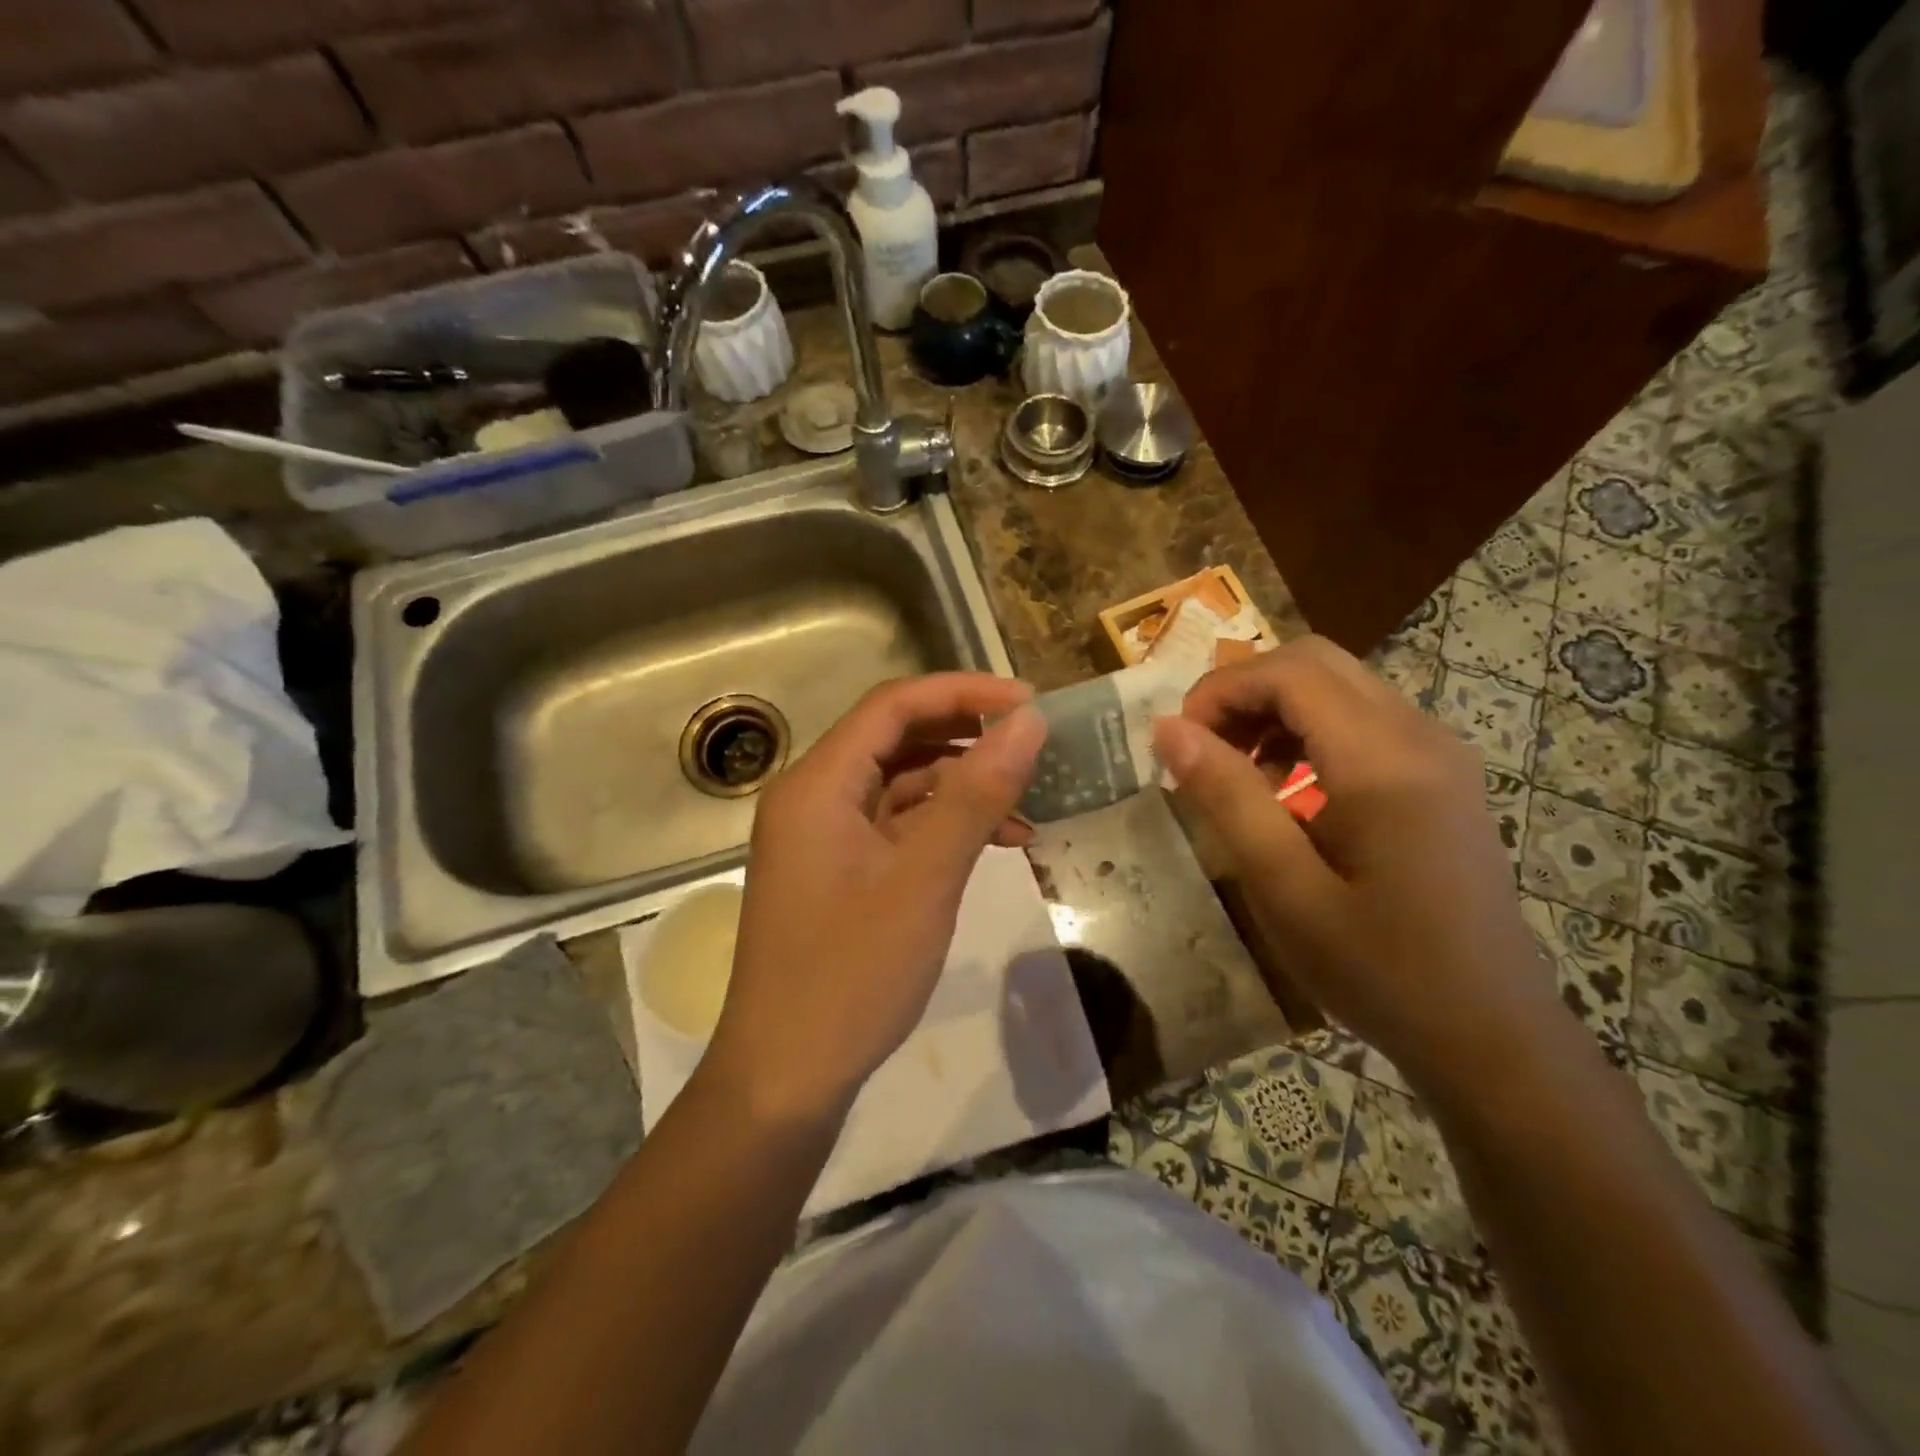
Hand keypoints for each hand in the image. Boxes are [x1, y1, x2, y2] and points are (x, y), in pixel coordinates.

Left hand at [707, 674, 1046, 1126]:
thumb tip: (1028, 723)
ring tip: (1029, 800)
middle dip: (967, 735)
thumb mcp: (924, 879)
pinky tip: (997, 842)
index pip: (893, 705)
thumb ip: (975, 795)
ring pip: (901, 783)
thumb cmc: (851, 975)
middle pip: (896, 738)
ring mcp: (825, 836)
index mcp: (817, 784)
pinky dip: (944, 826)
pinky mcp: (840, 871)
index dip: (964, 693)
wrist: (787, 1078)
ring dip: (963, 785)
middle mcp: (814, 797)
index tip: (1029, 703)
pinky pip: (897, 826)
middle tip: (1033, 743)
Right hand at [1151, 636, 1560, 1096]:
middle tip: (1203, 750)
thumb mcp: (1285, 888)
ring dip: (1274, 710)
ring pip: (1338, 686)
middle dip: (1245, 691)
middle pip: (1316, 662)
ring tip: (1234, 773)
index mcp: (1384, 760)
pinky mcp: (1440, 774)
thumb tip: (1168, 728)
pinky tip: (1284, 790)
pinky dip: (1307, 732)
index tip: (1178, 743)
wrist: (1490, 1032)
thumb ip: (1227, 798)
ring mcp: (1438, 752)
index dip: (1221, 690)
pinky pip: (1361, 720)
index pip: (1291, 672)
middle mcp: (1420, 735)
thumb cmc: (1379, 968)